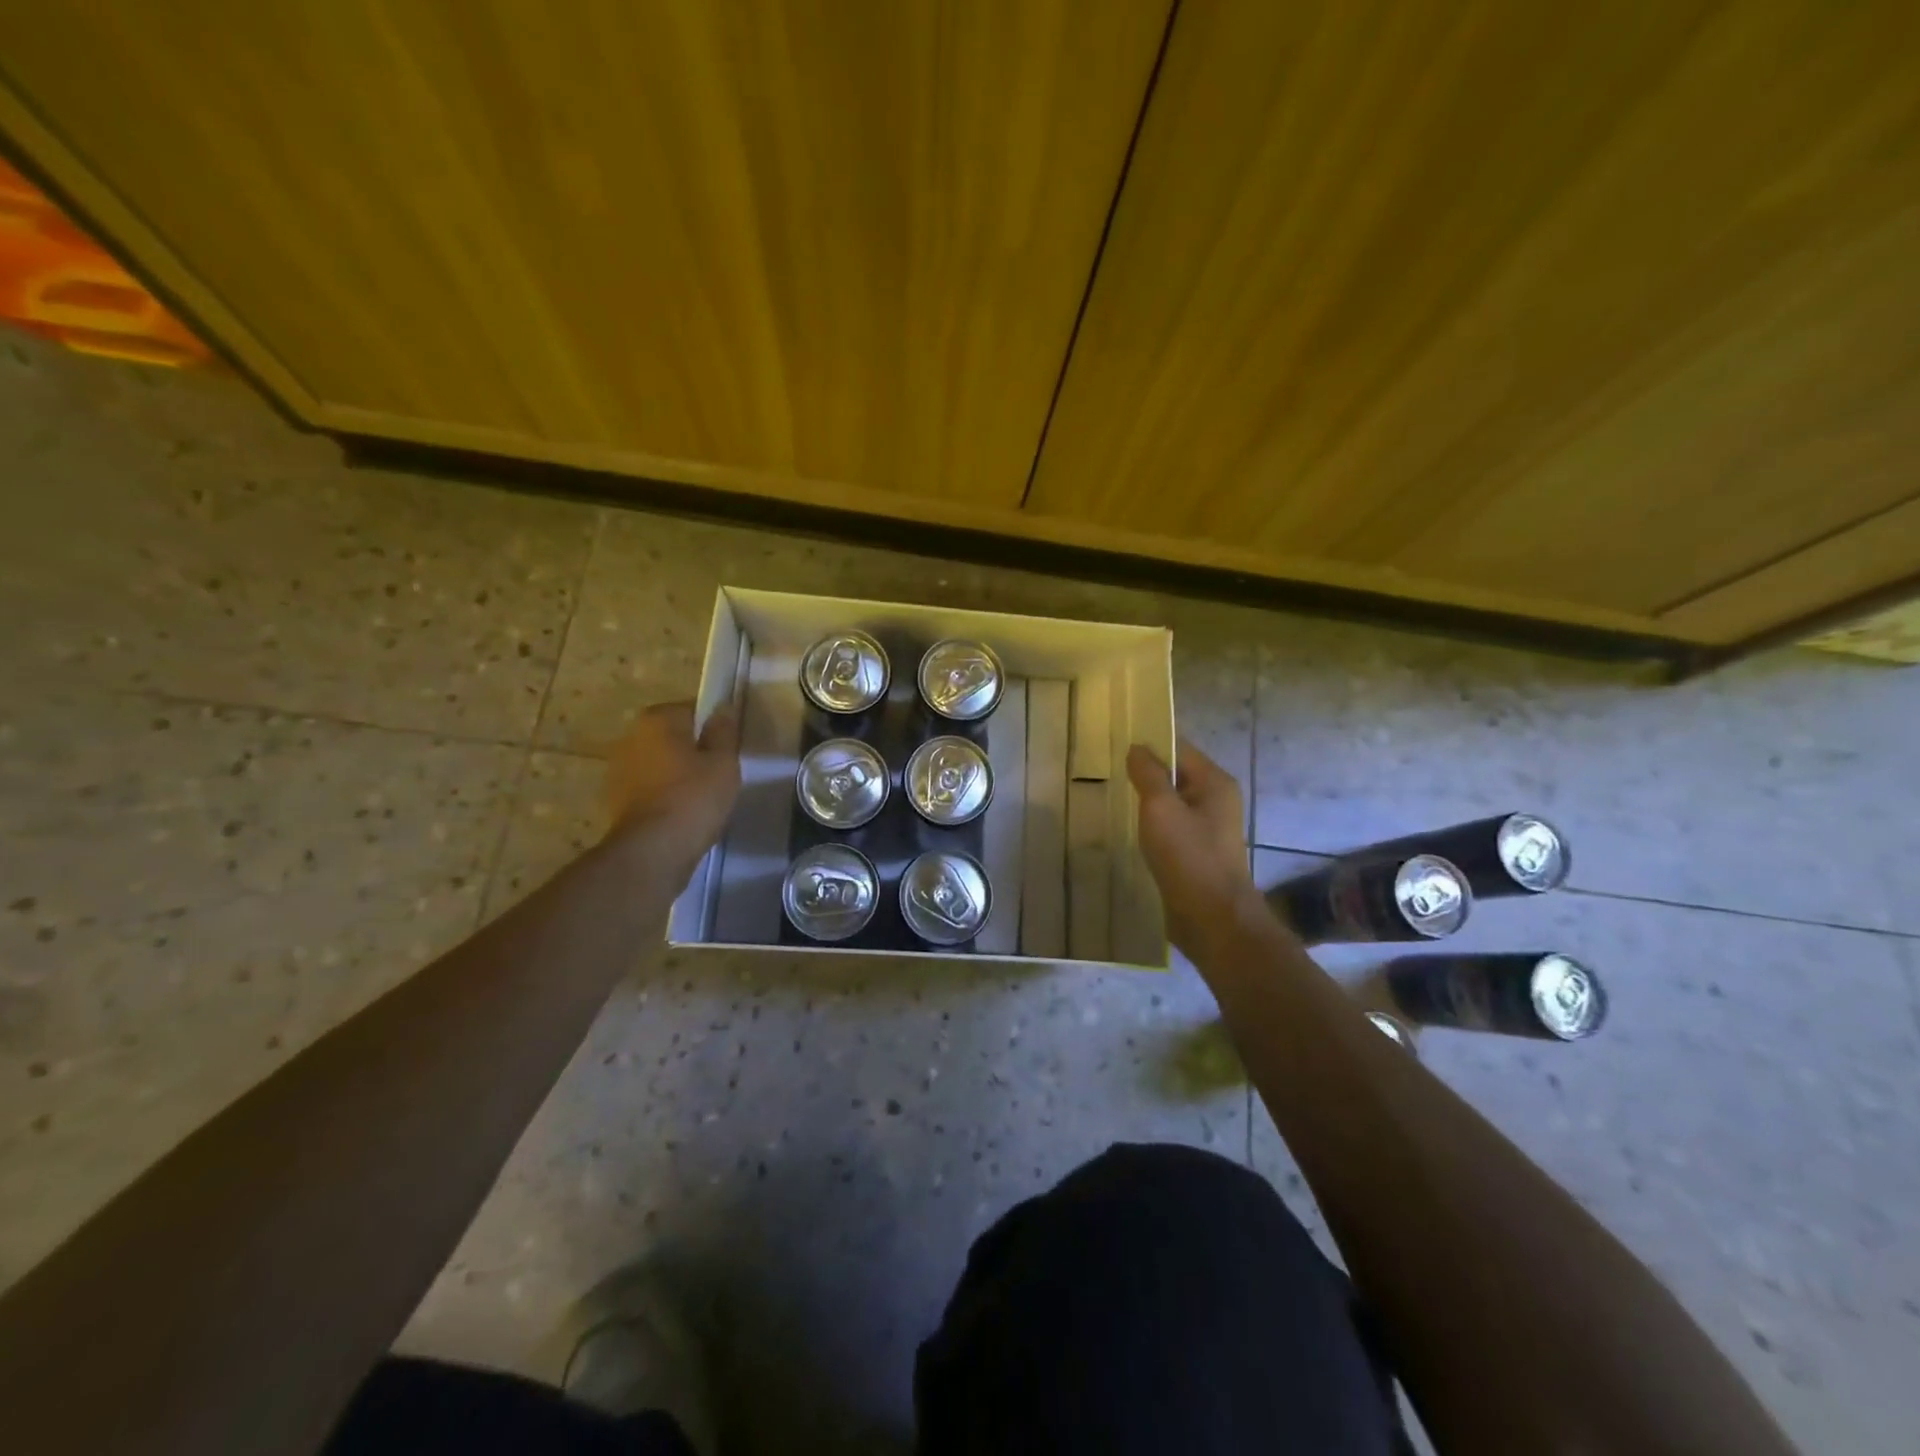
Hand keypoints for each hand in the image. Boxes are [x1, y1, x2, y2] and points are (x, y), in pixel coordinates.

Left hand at [604, 701, 740, 859]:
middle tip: (719, 772)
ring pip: (660, 763)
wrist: (653, 850)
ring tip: (702, 796)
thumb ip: (723, 731)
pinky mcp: (616, 799)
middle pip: (672, 736)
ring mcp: (619, 769)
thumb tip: (722, 708)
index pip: (692, 710)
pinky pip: (650, 787)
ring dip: (677, 773)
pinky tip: (683, 813)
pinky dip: (664, 794)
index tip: (728, 749)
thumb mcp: (723, 761)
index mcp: (657, 719)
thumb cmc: (694, 797)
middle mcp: (631, 736)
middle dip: (692, 749)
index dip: (713, 728)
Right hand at [1126, 742, 1262, 959]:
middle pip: (1176, 774)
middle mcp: (1216, 800)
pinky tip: (1132, 830)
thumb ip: (1148, 774)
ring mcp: (1209, 827)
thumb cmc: (1188, 857)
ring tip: (1115, 797)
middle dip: (1145, 773)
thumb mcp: (1161, 809)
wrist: (1213, 919)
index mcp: (1214, 782)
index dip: (1149, 744)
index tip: (1116, 744)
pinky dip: (1153, 824)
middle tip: (1109, 772)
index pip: (1179, 748)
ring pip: (1172, 802)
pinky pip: (1172, 826)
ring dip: (1147, 800)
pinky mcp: (1198, 851)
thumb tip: (1137, 747)